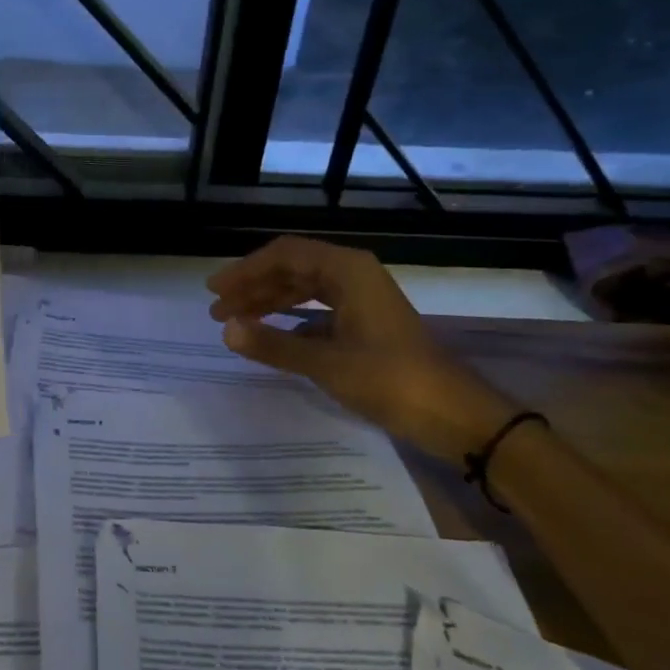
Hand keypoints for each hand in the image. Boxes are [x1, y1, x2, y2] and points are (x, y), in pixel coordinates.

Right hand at [208, 236, 516, 461]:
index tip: (215, 291)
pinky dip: (290, 320)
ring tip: (236, 323)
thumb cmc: (391, 380)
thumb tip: (226, 330)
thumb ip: (273, 344)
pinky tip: (271, 337)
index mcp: (347, 270)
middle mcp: (353, 275)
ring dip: (268, 303)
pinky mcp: (365, 324)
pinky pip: (317, 311)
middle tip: (218, 311)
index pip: (284, 255)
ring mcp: (361, 300)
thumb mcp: (326, 363)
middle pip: (292, 269)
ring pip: (303, 289)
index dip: (245, 270)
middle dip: (253, 287)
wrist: (455, 415)